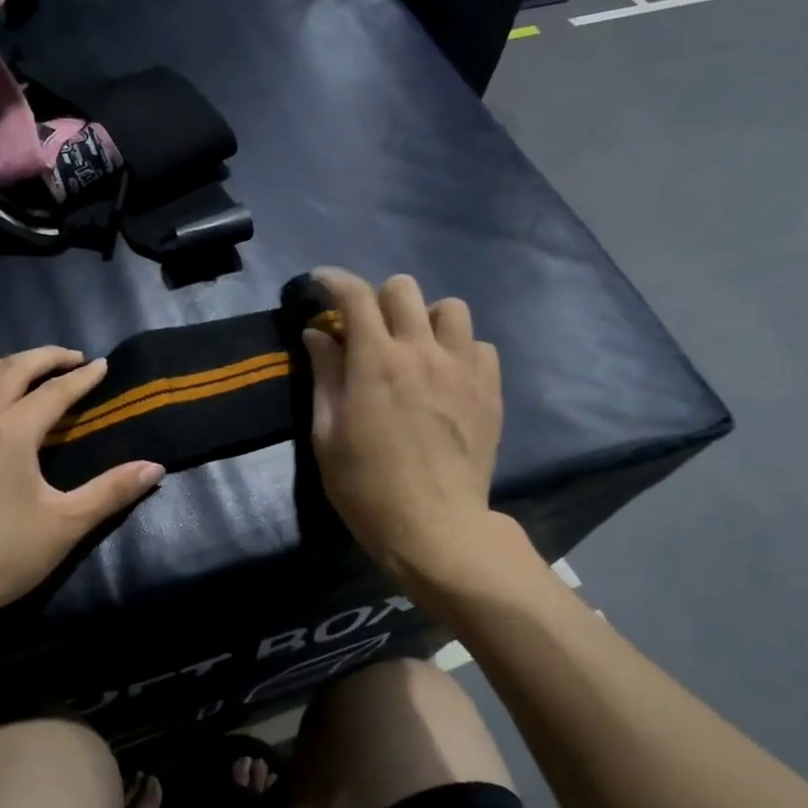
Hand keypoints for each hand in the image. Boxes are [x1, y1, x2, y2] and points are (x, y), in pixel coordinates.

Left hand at [0, 346, 165, 632]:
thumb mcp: (64, 526)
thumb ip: (110, 492)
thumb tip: (155, 468)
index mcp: (11, 430)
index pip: (55, 391)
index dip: (83, 377)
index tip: (102, 365)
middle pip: (10, 368)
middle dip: (44, 357)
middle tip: (68, 358)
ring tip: (12, 373)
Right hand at [302, 268, 503, 595]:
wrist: (434, 527)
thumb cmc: (365, 486)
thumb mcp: (327, 434)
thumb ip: (324, 376)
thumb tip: (317, 334)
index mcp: (375, 361)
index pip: (354, 296)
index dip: (333, 280)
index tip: (320, 283)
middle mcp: (422, 351)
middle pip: (403, 288)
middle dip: (378, 299)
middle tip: (368, 330)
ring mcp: (462, 368)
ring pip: (450, 308)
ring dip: (425, 319)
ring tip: (415, 348)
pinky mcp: (490, 390)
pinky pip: (479, 345)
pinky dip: (459, 349)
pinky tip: (446, 376)